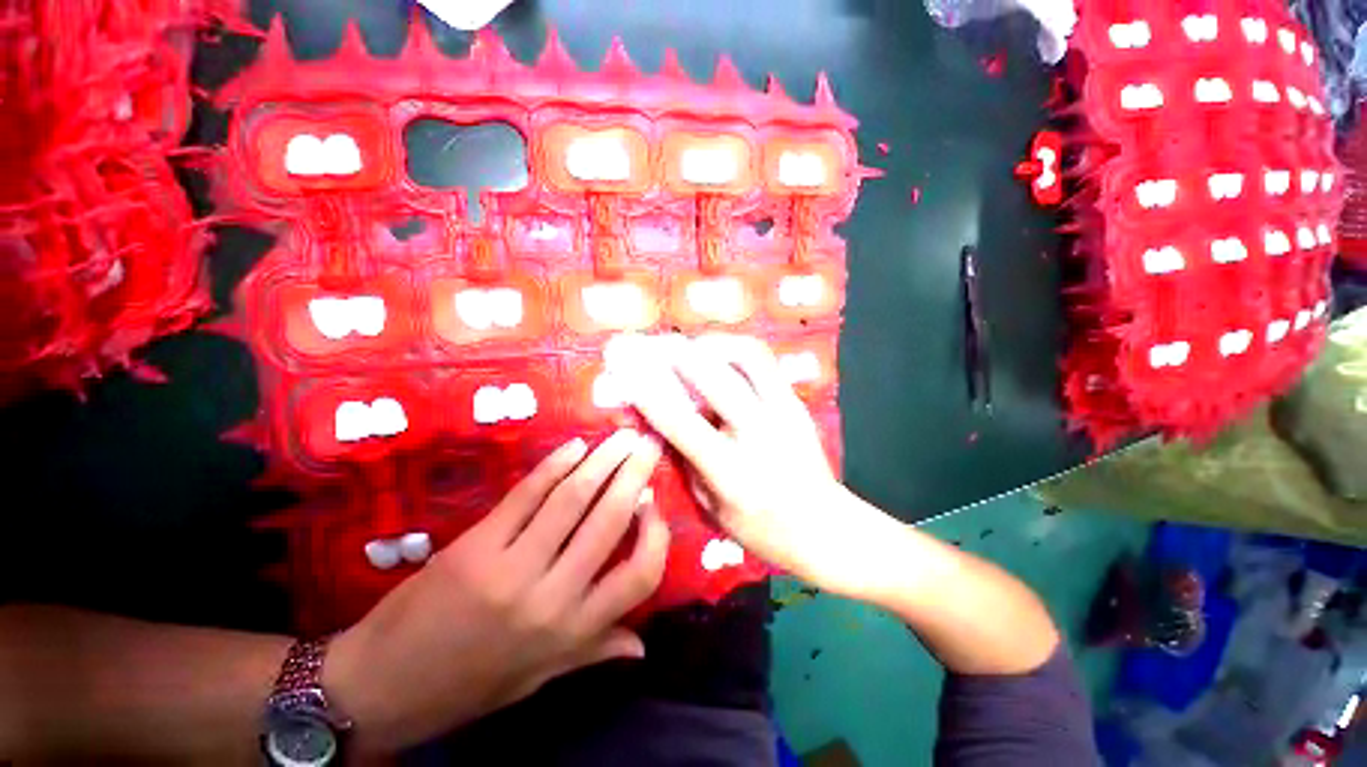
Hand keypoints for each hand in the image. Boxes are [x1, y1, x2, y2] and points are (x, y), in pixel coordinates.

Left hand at [323, 430, 668, 754]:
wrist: (382, 687)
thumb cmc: (470, 685)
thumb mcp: (539, 677)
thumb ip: (595, 651)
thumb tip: (643, 645)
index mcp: (571, 631)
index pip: (640, 576)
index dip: (655, 535)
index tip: (654, 503)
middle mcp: (551, 596)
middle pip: (608, 522)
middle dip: (634, 475)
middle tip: (648, 444)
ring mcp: (510, 566)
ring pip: (572, 500)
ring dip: (602, 461)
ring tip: (621, 437)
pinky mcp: (476, 544)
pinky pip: (526, 494)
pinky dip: (554, 465)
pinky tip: (574, 447)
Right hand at [620, 334, 898, 599]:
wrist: (828, 527)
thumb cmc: (764, 530)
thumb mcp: (712, 509)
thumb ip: (686, 463)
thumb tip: (662, 425)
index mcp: (731, 472)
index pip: (681, 423)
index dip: (648, 392)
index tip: (625, 369)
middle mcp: (758, 434)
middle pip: (715, 380)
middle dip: (676, 354)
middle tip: (653, 343)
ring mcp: (783, 412)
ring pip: (747, 357)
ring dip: (712, 343)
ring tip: (688, 344)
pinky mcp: (796, 402)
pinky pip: (763, 362)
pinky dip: (735, 349)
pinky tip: (718, 352)